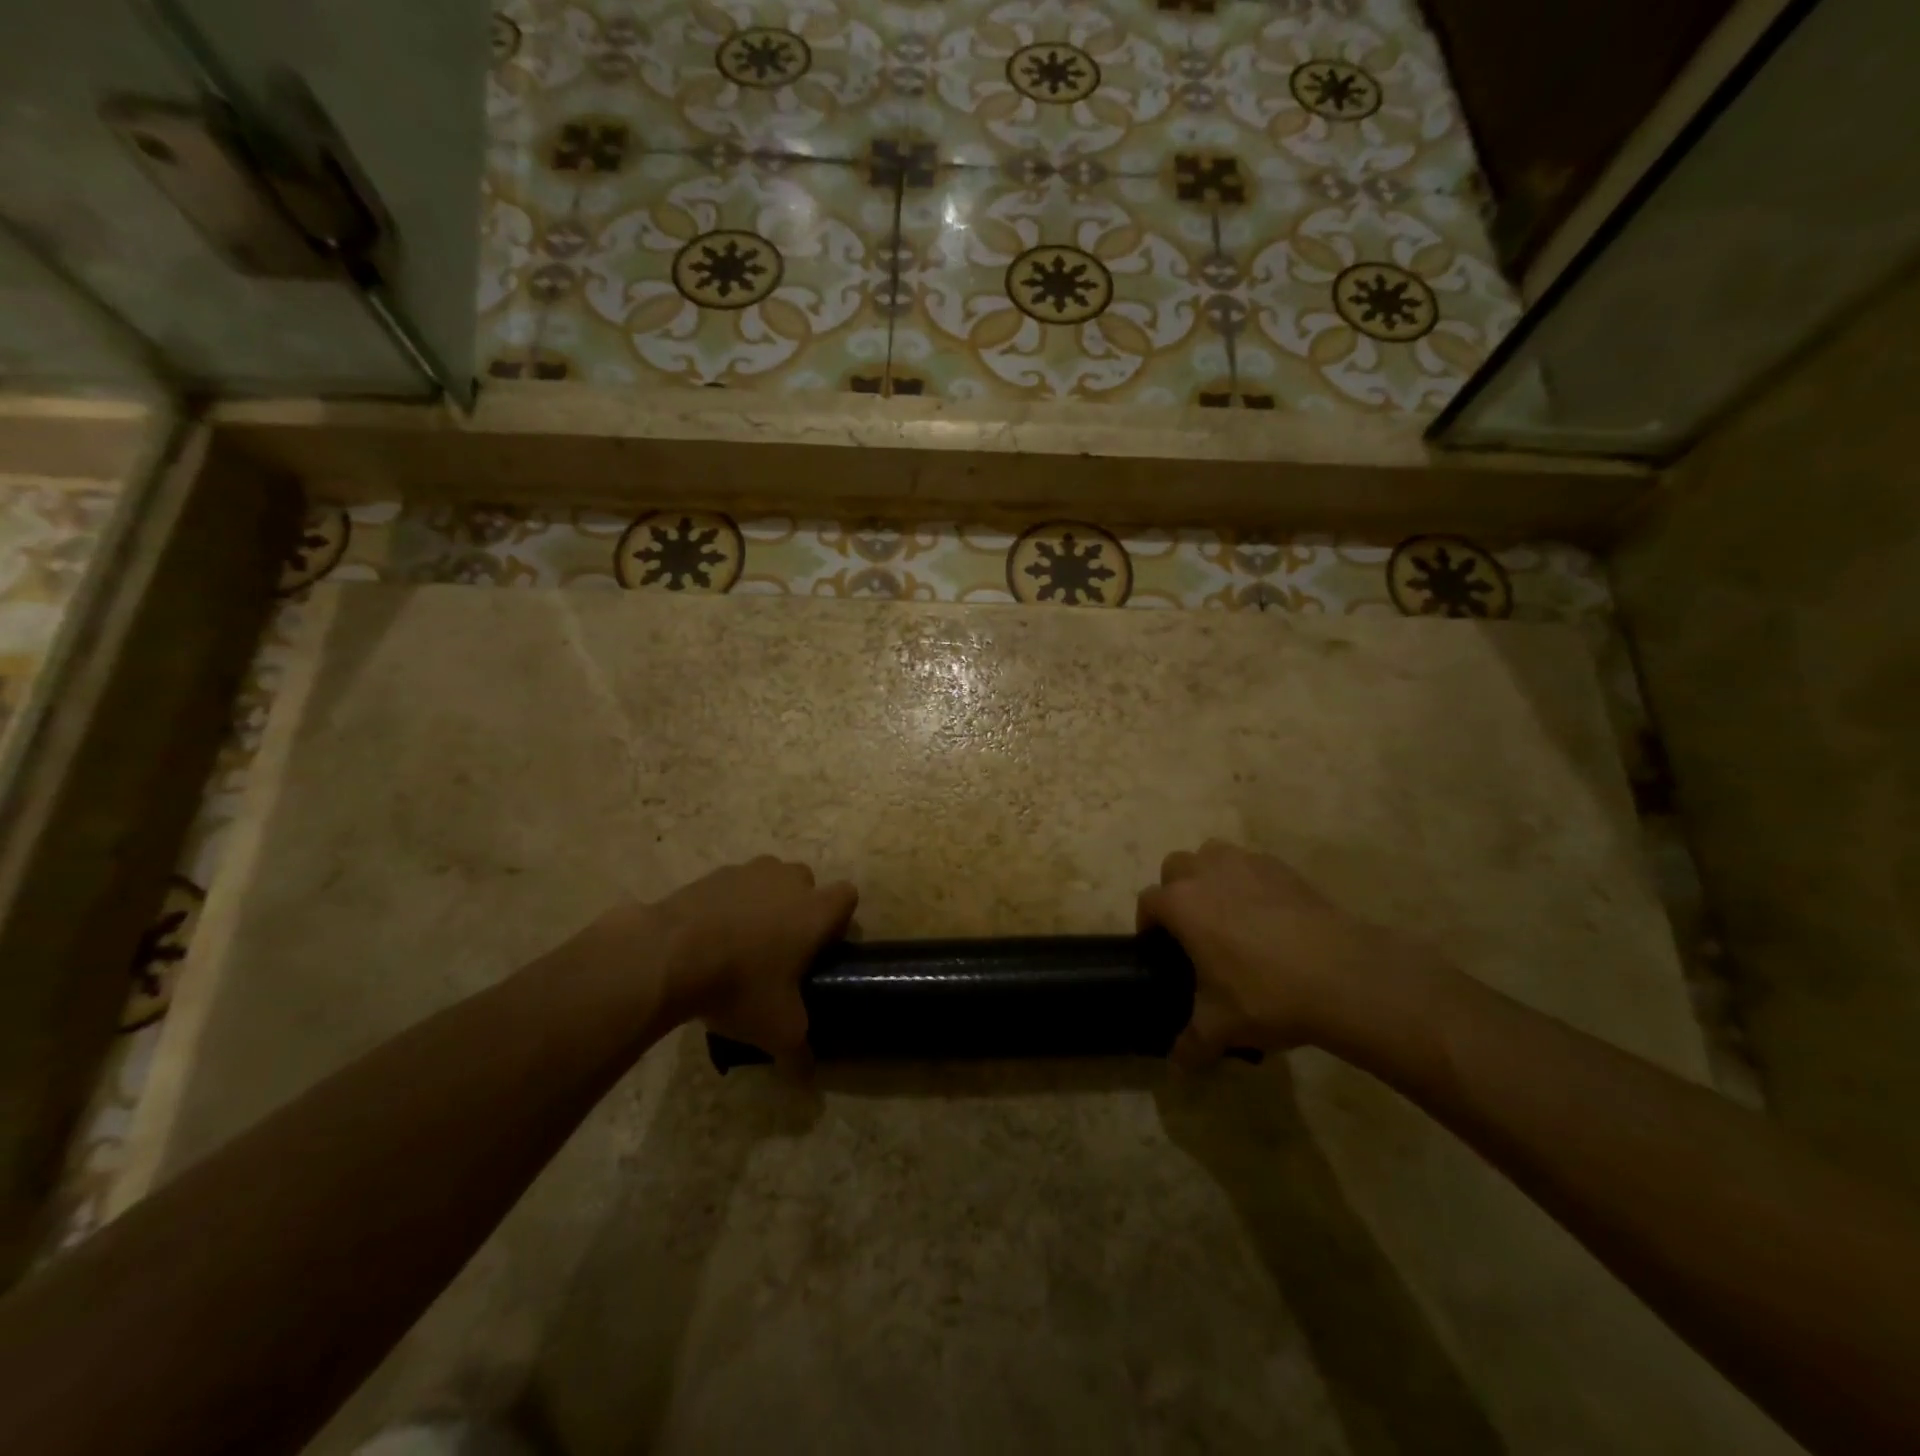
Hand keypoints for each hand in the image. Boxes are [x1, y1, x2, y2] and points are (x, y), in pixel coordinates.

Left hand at [647, 857, 857, 1054]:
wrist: (668, 955)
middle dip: (799, 910)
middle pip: (807, 885)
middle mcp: (788, 881)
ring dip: (763, 904)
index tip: (821, 950)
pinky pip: (732, 887)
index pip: (847, 897)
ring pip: (768, 881)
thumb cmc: (740, 985)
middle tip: (780, 950)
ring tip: (740, 944)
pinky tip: (707, 939)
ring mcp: (748, 872)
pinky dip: (727, 906)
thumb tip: (806, 1078)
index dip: (838, 922)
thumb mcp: (777, 1029)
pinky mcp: (711, 875)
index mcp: (816, 910)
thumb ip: (799, 1051)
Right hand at [1138, 840, 1434, 1063]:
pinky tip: (1268, 916)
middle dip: (1176, 891)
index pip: (1148, 901)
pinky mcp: (1284, 868)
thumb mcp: (1222, 1027)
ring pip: (1213, 855)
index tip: (1160, 949)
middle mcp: (1208, 873)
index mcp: (1182, 904)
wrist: (1344, 976)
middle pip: (1176, 866)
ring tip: (1228, 912)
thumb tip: (1178, 1064)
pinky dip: (1249, 881)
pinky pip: (1252, 864)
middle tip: (1193, 928)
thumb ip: (1191, 1043)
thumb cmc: (1267, 994)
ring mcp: (1248, 864)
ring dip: (1211, 876)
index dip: (1148, 924)